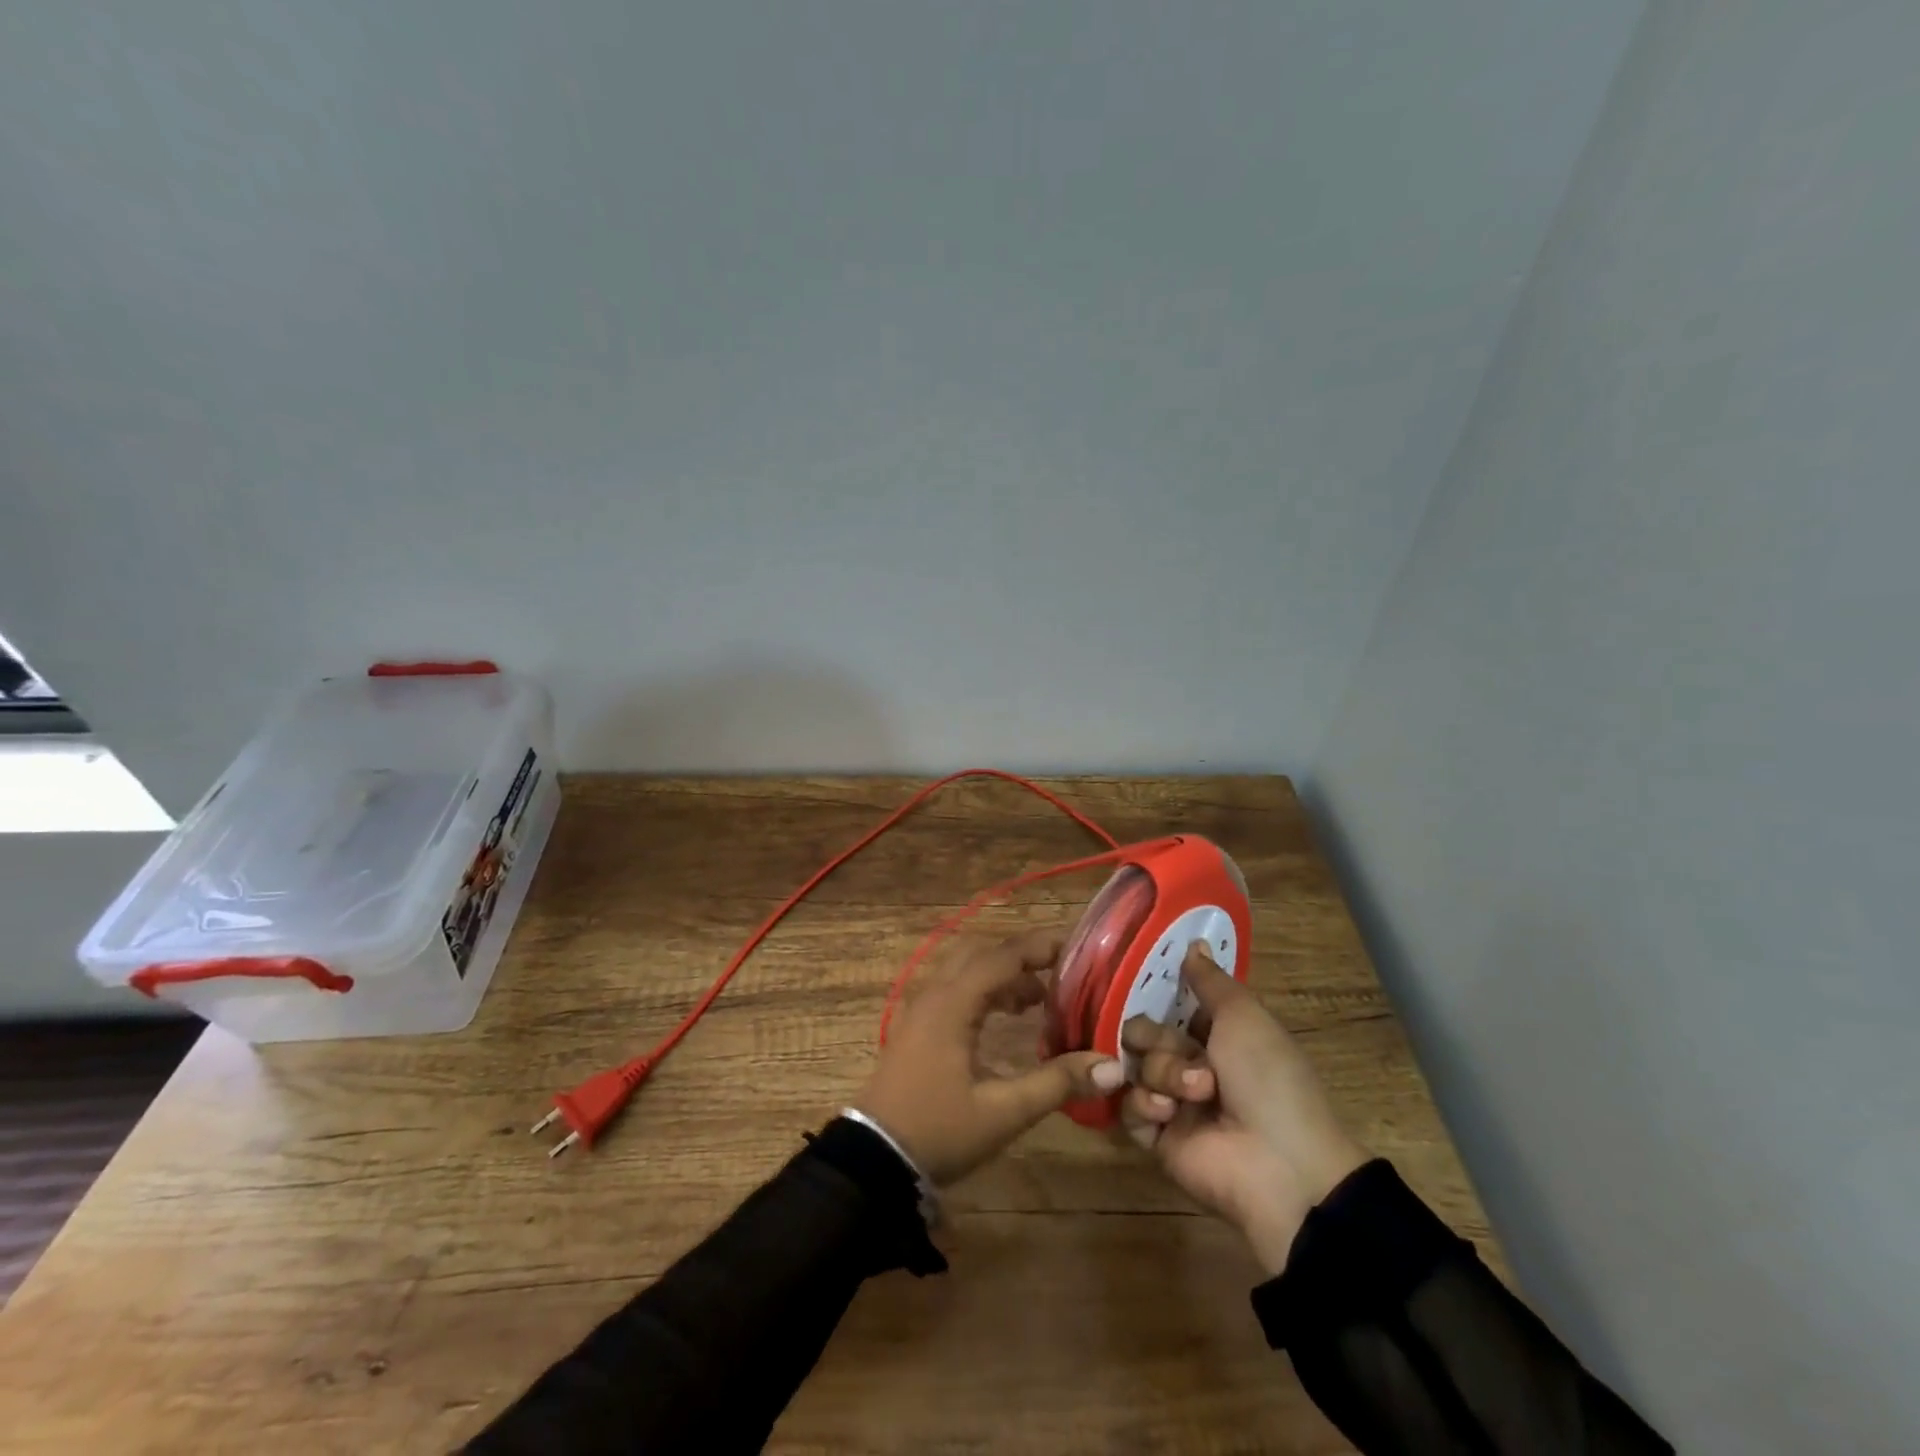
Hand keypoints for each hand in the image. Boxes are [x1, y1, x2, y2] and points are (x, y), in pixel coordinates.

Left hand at [855, 930, 1125, 1185]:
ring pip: (966, 971)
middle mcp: (934, 994)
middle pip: (982, 954)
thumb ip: (1057, 1083)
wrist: (873, 1161)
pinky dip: (984, 991)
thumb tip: (1112, 1066)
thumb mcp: (1003, 1112)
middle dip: (1021, 958)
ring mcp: (921, 1009)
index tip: (1076, 949)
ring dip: (1002, 976)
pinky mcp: (916, 1027)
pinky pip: (955, 990)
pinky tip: (1006, 1018)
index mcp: (953, 1003)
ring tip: (1040, 999)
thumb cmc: (939, 1131)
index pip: (1002, 956)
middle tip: (1060, 973)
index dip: (1039, 947)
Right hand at [1122, 944, 1368, 1272]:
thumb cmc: (1268, 1078)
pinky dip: (1145, 1105)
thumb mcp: (1245, 1017)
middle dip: (1156, 1039)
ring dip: (1163, 1074)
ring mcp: (1172, 1103)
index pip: (1169, 1007)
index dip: (1156, 998)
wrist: (1281, 1166)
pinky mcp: (1156, 1139)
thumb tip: (1192, 941)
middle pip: (1144, 1033)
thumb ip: (1211, 981)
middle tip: (1181, 1052)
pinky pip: (1128, 1107)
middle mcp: (1191, 1065)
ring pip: (1137, 1067)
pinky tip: (1169, 1113)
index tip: (1137, 984)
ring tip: (1193, 1095)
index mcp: (1216, 1036)